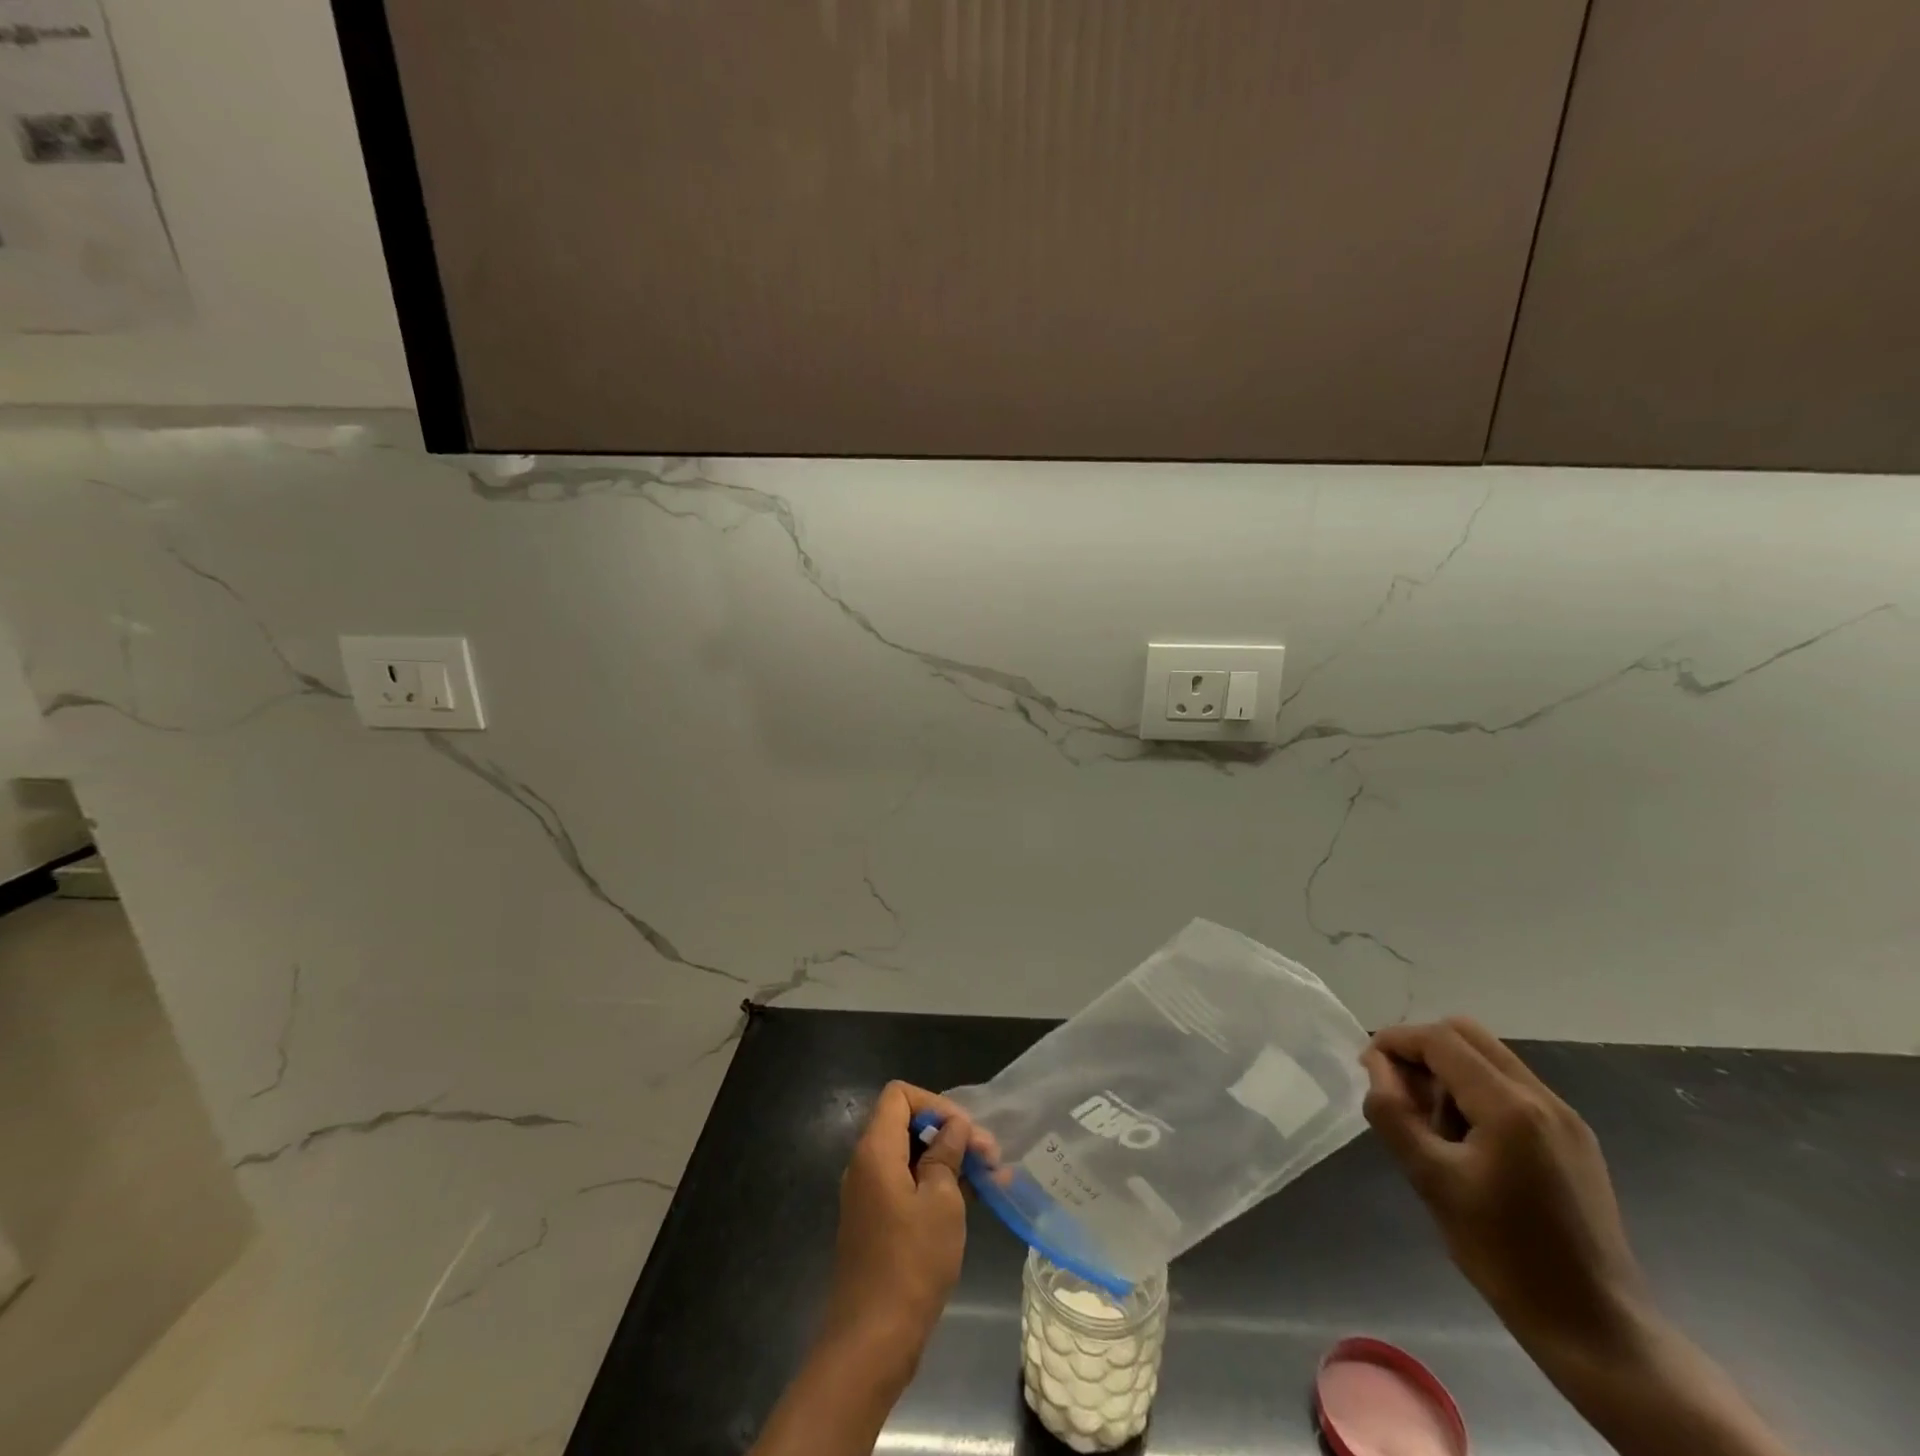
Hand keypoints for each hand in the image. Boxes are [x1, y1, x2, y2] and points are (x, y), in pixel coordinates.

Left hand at [820, 1082, 993, 1380]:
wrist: (872, 1341)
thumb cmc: (911, 1263)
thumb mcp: (941, 1201)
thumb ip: (947, 1153)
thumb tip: (954, 1127)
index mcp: (875, 1150)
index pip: (899, 1095)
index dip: (935, 1103)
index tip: (965, 1131)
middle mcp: (866, 1165)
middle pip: (906, 1124)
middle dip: (949, 1132)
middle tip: (990, 1155)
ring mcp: (870, 1195)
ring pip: (912, 1156)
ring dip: (949, 1160)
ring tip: (992, 1177)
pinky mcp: (878, 1222)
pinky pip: (908, 1185)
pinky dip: (937, 1185)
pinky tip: (973, 1198)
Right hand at [1362, 1019, 1649, 1359]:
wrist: (1596, 1329)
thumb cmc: (1504, 1254)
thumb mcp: (1431, 1180)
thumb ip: (1393, 1113)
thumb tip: (1375, 1066)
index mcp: (1511, 1107)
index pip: (1440, 1040)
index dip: (1395, 1041)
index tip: (1366, 1066)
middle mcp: (1543, 1098)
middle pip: (1468, 1035)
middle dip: (1422, 1049)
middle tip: (1396, 1088)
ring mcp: (1565, 1118)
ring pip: (1490, 1059)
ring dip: (1448, 1071)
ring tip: (1430, 1124)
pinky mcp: (1574, 1140)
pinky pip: (1512, 1088)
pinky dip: (1475, 1093)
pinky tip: (1465, 1141)